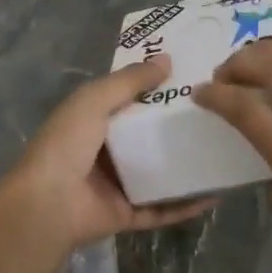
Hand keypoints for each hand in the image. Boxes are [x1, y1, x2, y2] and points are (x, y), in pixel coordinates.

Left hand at [0, 55, 218, 253]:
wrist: (48, 204)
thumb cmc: (67, 143)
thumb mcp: (95, 99)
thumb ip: (130, 80)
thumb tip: (167, 59)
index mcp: (93, 118)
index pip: (130, 98)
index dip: (157, 87)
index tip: (192, 77)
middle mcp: (106, 149)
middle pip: (149, 135)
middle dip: (178, 125)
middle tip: (218, 113)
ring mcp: (118, 184)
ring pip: (160, 172)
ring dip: (187, 165)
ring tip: (223, 152)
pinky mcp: (128, 213)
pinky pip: (163, 208)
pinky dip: (186, 203)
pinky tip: (216, 194)